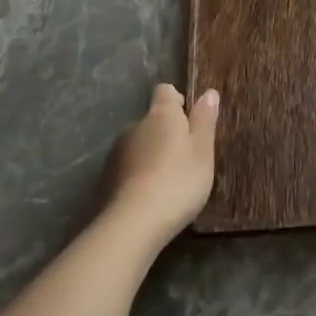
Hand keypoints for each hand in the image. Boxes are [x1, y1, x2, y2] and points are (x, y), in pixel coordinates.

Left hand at [102, 83, 218, 248]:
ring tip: (168, 182)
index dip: (178, 101)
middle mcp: (134, 126)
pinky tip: (150, 197)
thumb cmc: (178, 181)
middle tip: (186, 158)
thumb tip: (209, 92)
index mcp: (161, 114)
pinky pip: (128, 168)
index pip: (165, 91)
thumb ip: (205, 120)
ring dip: (151, 155)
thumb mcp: (203, 151)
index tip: (190, 121)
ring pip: (139, 145)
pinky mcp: (106, 178)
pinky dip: (138, 175)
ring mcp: (117, 152)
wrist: (134, 223)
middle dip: (166, 133)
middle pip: (152, 120)